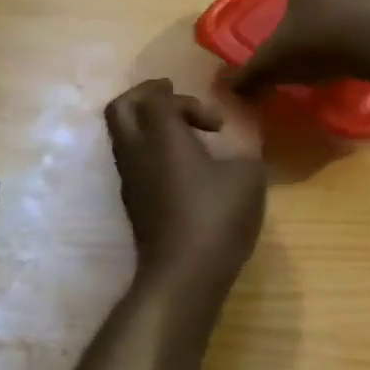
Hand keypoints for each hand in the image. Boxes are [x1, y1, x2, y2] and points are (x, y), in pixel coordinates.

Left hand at [105, 79, 266, 296]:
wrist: (184, 274)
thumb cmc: (217, 216)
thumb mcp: (248, 177)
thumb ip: (245, 154)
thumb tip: (242, 152)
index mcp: (161, 136)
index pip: (157, 98)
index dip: (187, 100)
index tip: (217, 124)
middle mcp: (137, 152)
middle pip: (121, 108)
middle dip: (145, 95)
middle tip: (172, 95)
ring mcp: (130, 180)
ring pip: (123, 136)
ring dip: (148, 125)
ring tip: (182, 134)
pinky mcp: (133, 203)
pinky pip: (133, 161)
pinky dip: (150, 151)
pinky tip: (181, 167)